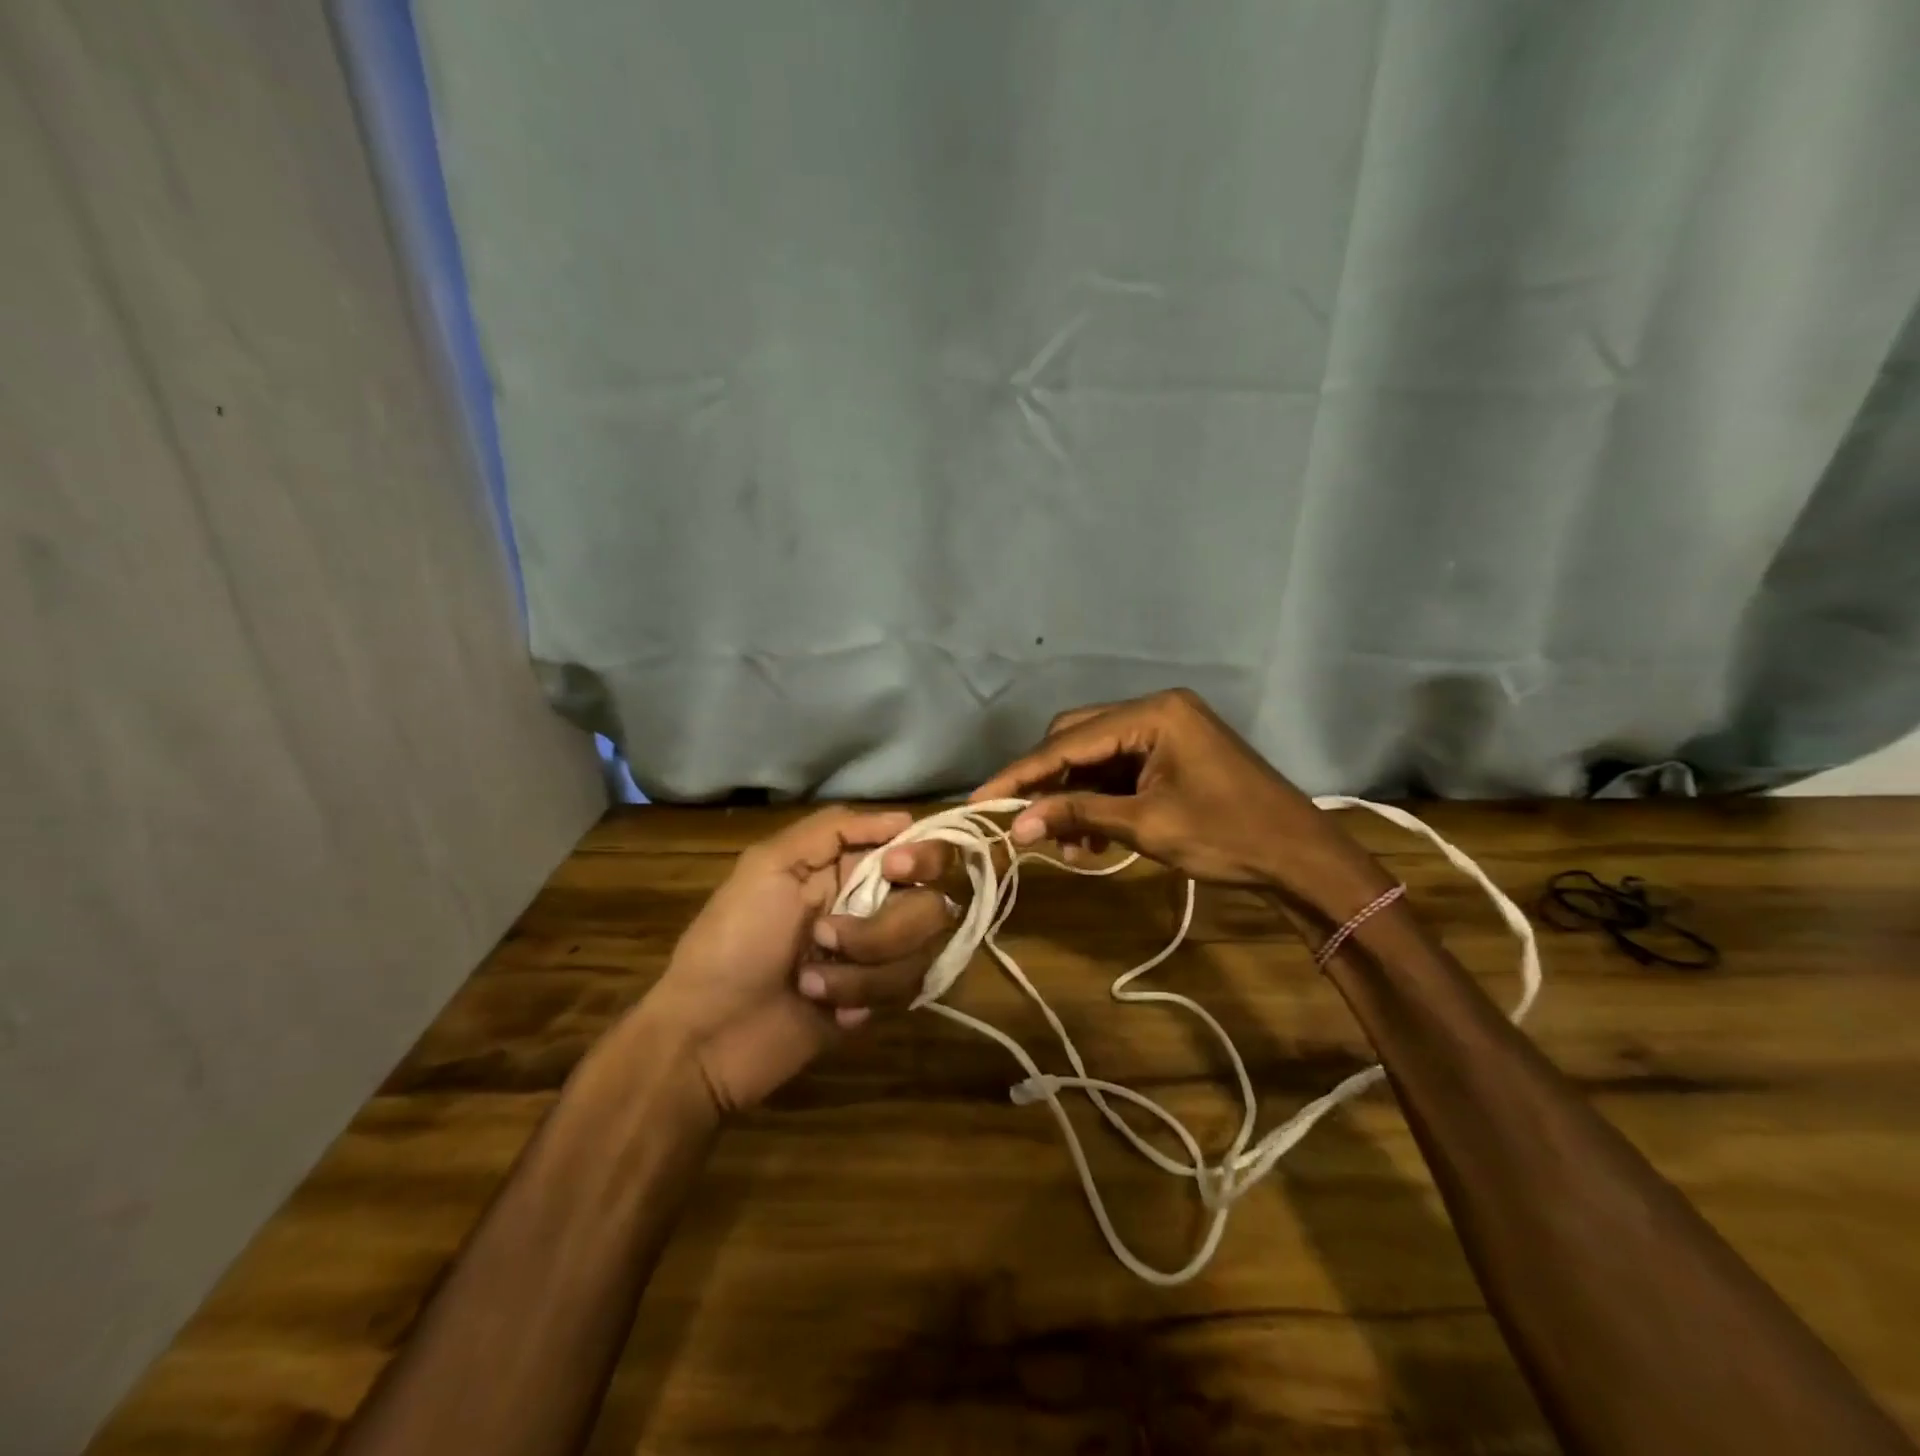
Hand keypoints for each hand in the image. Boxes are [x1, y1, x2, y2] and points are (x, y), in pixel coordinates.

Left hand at [634, 807, 954, 1112]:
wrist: (708, 1036)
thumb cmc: (732, 940)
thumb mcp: (769, 865)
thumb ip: (834, 829)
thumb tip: (904, 818)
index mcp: (849, 867)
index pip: (920, 848)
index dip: (922, 856)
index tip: (895, 869)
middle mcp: (874, 905)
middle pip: (934, 902)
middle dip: (883, 928)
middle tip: (826, 937)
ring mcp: (880, 955)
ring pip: (921, 950)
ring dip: (861, 968)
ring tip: (809, 981)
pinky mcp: (880, 1001)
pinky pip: (905, 991)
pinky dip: (859, 997)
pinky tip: (825, 1009)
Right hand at [972, 689, 1382, 900]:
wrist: (1301, 858)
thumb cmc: (1228, 837)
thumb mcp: (1146, 827)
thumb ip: (1077, 816)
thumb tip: (1015, 827)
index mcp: (1153, 714)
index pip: (1069, 741)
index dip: (1021, 774)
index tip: (981, 800)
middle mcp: (1155, 710)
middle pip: (1077, 738)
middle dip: (1048, 782)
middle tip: (1023, 823)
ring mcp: (1166, 730)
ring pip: (1096, 757)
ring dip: (1074, 797)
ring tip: (1068, 845)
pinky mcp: (1172, 753)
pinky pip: (1119, 770)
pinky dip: (1100, 800)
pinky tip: (1094, 839)